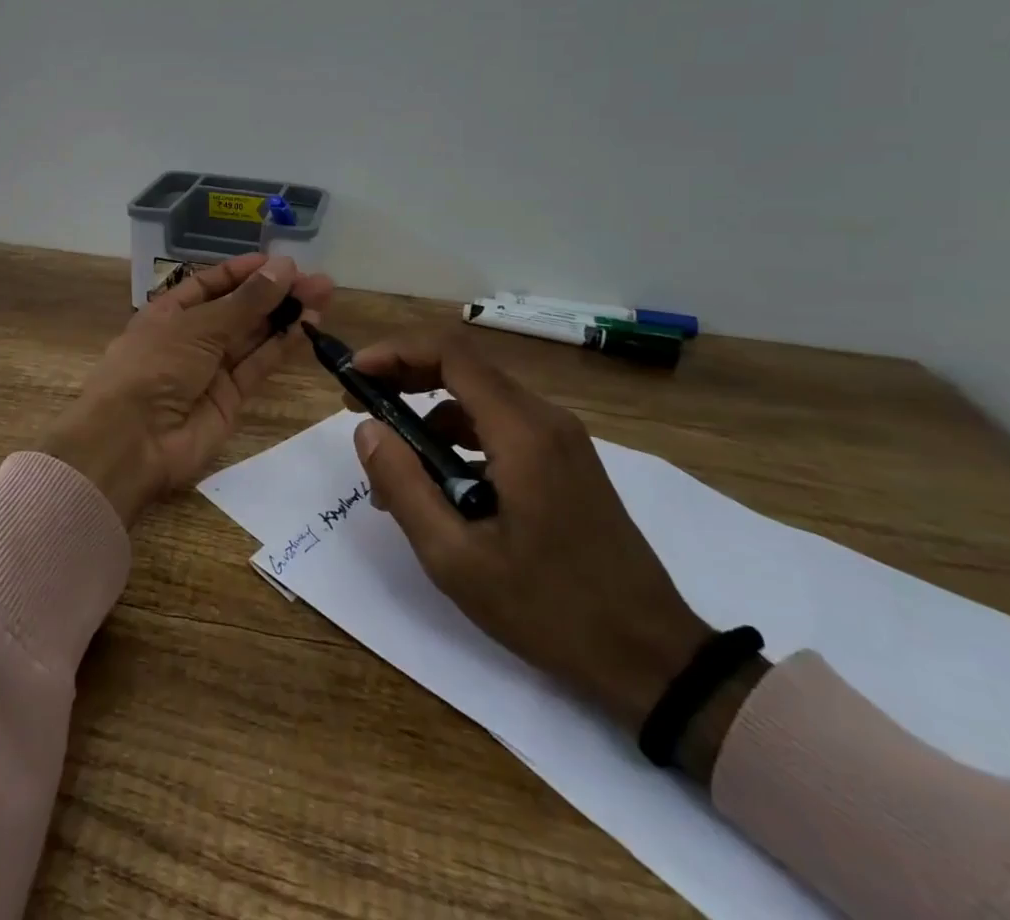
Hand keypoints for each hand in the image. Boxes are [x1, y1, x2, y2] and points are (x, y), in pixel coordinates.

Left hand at [40, 253, 335, 525]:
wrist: (132, 441)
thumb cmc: (154, 367)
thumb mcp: (198, 326)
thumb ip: (246, 301)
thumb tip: (284, 267)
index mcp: (169, 312)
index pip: (211, 284)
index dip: (243, 272)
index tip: (280, 262)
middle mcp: (191, 337)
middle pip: (238, 309)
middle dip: (275, 293)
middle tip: (316, 281)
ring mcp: (211, 369)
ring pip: (253, 336)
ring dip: (286, 316)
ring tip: (323, 296)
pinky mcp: (230, 398)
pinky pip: (258, 365)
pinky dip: (282, 346)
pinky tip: (308, 326)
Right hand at [347, 329, 713, 738]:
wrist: (653, 657)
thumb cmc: (550, 610)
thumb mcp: (456, 558)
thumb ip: (403, 486)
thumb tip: (367, 430)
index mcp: (522, 432)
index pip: (450, 354)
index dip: (395, 352)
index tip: (355, 376)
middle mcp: (545, 419)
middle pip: (464, 367)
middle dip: (404, 376)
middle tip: (360, 406)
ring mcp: (561, 439)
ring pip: (480, 398)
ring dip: (429, 414)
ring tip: (393, 465)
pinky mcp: (566, 460)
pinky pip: (501, 426)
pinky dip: (459, 437)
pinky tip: (440, 485)